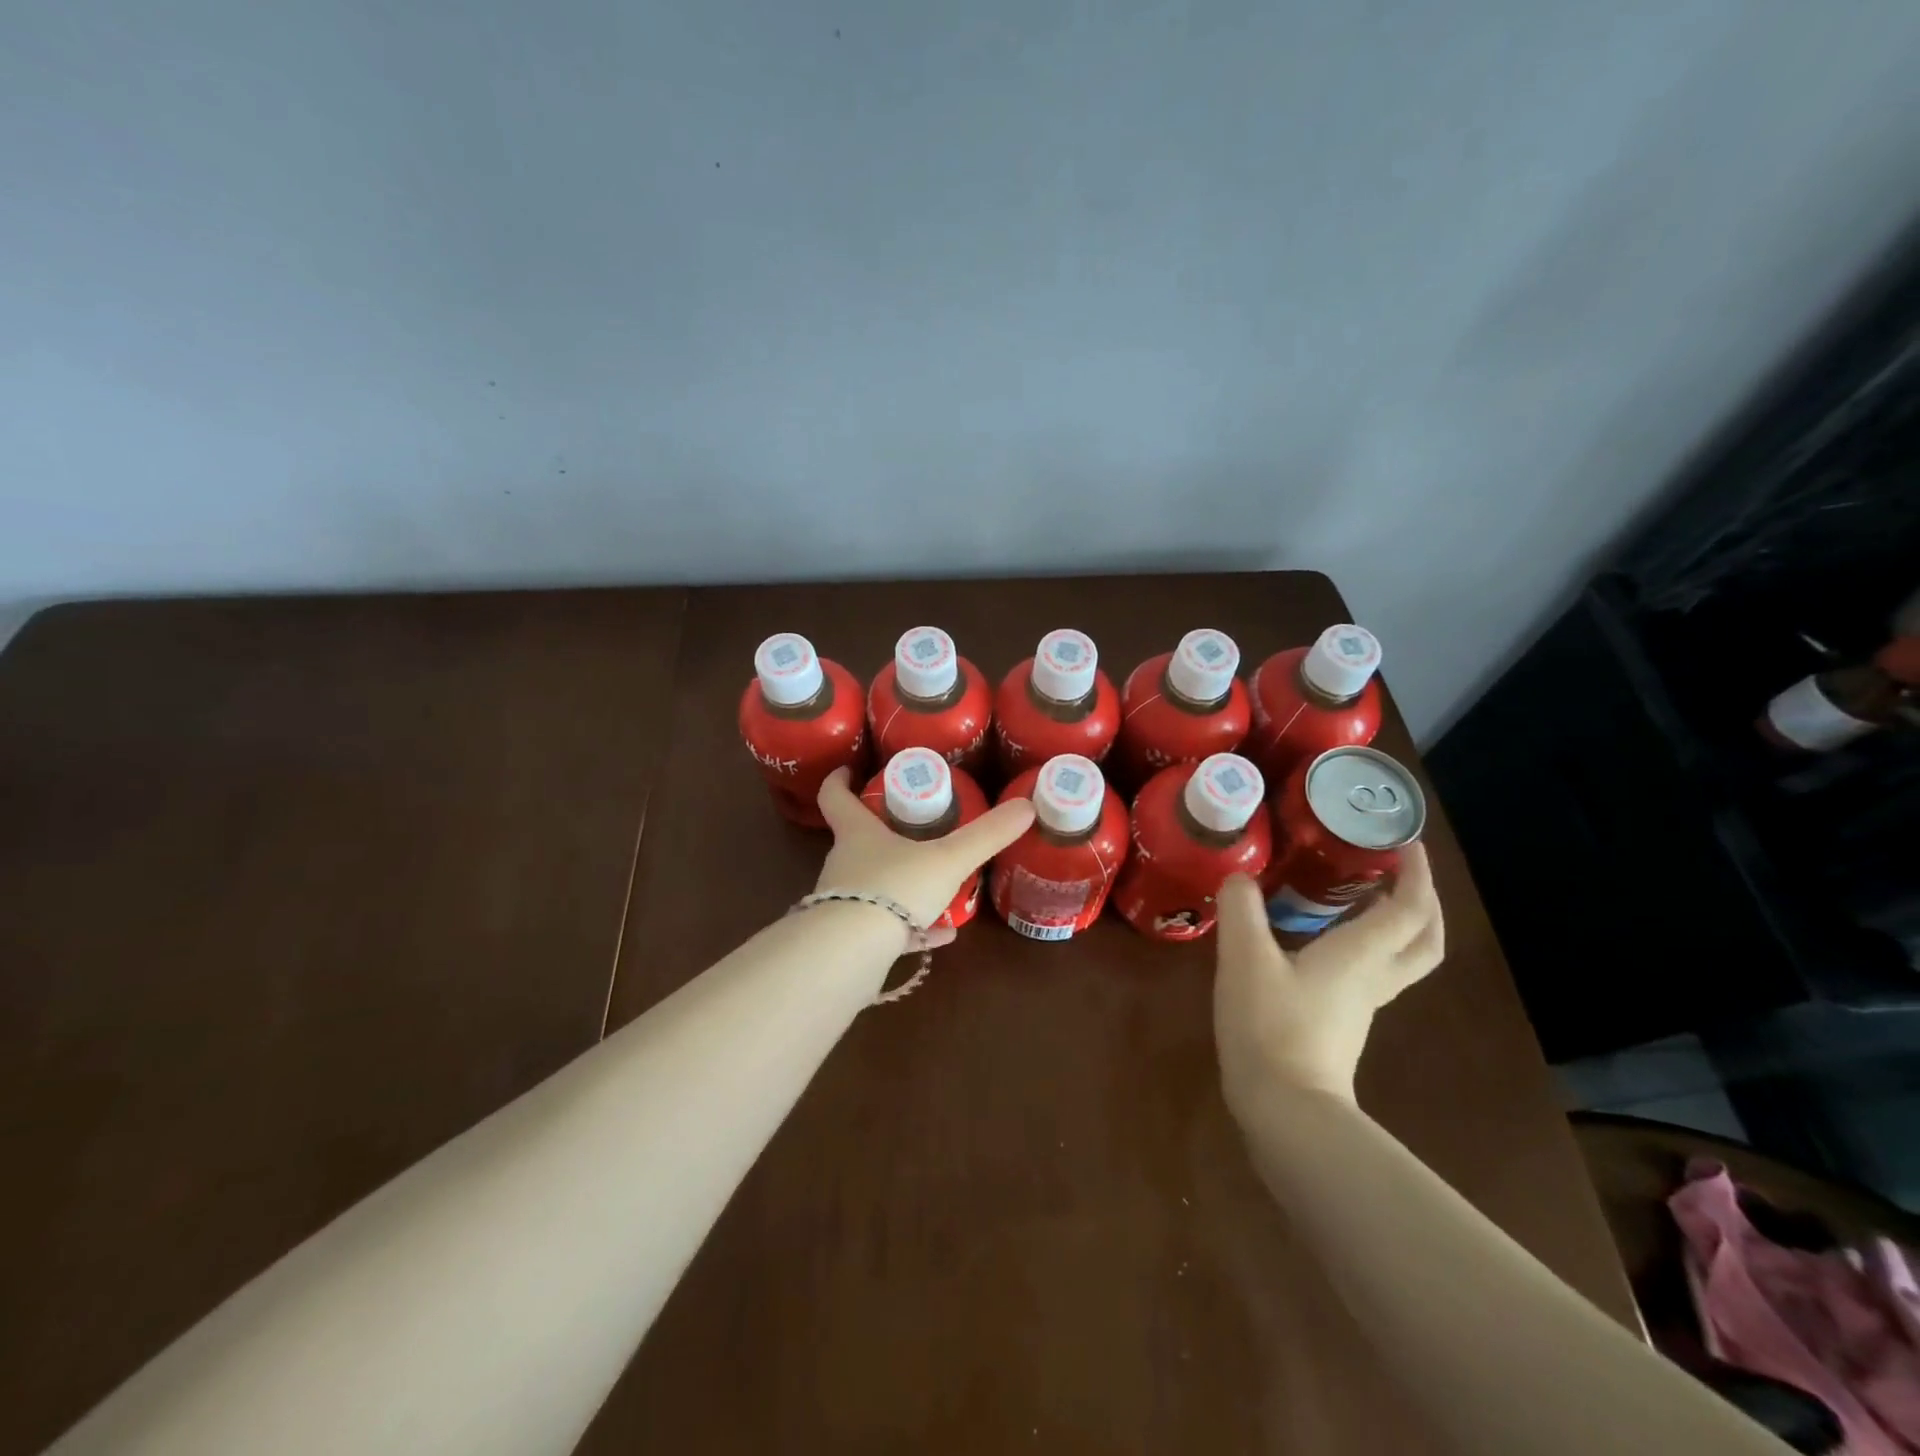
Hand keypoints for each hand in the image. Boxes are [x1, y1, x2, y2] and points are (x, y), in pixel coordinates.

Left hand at [813, 768, 1035, 944]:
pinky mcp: (851, 940)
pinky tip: (942, 935)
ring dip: (902, 883)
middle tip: (914, 828)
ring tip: (938, 886)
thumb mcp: (948, 859)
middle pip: (857, 841)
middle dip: (883, 833)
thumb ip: (986, 835)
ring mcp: (845, 903)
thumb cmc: (895, 888)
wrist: (851, 955)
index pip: (835, 796)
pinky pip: (885, 926)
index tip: (850, 770)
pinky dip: (912, 927)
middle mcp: (844, 864)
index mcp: (858, 834)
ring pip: (874, 885)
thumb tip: (1026, 805)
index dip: (839, 780)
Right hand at [1213, 843, 1443, 1108]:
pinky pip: (1373, 973)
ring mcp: (1361, 1005)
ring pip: (1401, 958)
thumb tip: (1239, 875)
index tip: (1406, 841)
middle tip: (1399, 871)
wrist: (1285, 1110)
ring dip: (1398, 923)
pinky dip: (1368, 946)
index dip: (1416, 872)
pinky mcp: (1342, 1023)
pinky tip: (1327, 940)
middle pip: (1424, 939)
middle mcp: (1373, 977)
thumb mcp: (1245, 959)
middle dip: (1423, 901)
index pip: (1409, 908)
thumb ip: (1242, 910)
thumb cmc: (1271, 1026)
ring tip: (1365, 896)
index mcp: (1361, 955)